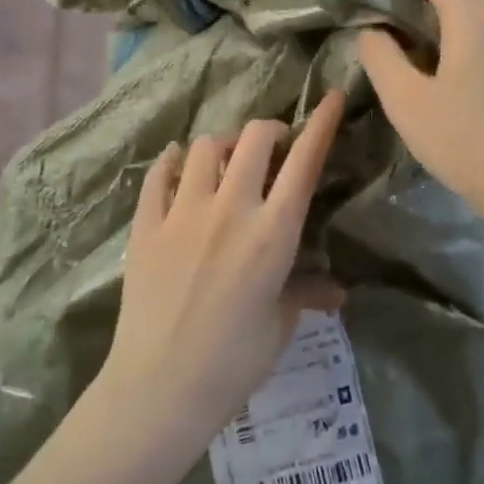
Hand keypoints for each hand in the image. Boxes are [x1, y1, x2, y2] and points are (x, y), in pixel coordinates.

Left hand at [96, 91, 347, 458]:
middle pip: (253, 139)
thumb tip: (337, 292)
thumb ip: (305, 292)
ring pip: (205, 147)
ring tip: (227, 164)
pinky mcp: (146, 225)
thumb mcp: (279, 323)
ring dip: (223, 147)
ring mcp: (182, 213)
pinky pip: (159, 174)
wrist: (160, 388)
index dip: (322, 123)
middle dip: (269, 131)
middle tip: (273, 147)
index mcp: (273, 232)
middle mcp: (230, 208)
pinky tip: (178, 166)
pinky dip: (173, 162)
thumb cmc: (234, 362)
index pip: (304, 161)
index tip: (332, 96)